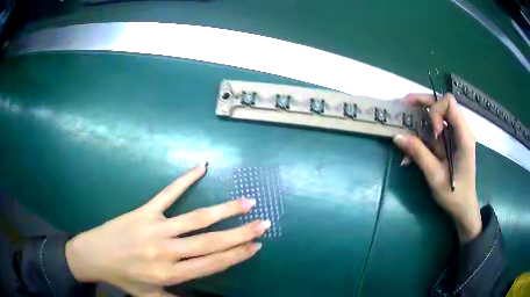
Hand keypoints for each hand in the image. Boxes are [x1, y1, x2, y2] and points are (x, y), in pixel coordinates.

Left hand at [65, 163, 269, 296]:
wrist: (94, 255)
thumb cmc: (124, 278)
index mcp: (170, 274)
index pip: (211, 264)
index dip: (236, 255)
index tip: (256, 246)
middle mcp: (166, 251)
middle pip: (210, 242)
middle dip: (240, 234)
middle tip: (263, 224)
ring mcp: (155, 227)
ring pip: (195, 218)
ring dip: (223, 210)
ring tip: (246, 202)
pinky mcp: (144, 210)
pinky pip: (167, 193)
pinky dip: (184, 179)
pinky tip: (201, 167)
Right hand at [393, 93, 481, 242]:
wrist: (463, 208)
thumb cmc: (454, 195)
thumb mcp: (435, 176)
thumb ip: (419, 154)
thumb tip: (397, 136)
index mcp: (463, 136)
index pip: (449, 104)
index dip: (436, 111)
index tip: (431, 133)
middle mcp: (461, 130)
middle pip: (442, 104)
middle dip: (422, 103)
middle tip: (403, 106)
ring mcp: (455, 136)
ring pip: (437, 115)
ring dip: (419, 120)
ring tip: (404, 131)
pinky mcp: (450, 143)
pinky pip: (434, 131)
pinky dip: (422, 136)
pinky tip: (411, 152)